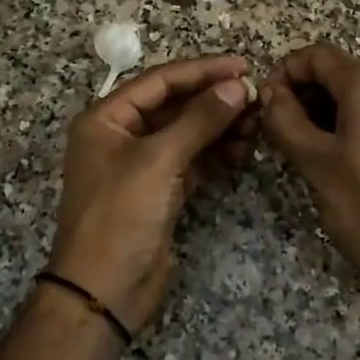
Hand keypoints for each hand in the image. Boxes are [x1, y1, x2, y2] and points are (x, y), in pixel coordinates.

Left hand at [52, 54, 257, 332]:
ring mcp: (142, 165)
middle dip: (215, 100)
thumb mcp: (159, 161)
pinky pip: (192, 160)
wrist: (103, 293)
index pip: (160, 81)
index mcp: (106, 119)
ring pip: (187, 133)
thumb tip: (238, 85)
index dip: (202, 70)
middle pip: (175, 105)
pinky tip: (243, 148)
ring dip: (220, 126)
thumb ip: (200, 119)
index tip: (243, 66)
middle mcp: (122, 135)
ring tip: (256, 123)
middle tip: (256, 97)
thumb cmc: (120, 215)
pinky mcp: (160, 191)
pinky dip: (216, 153)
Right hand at [261, 44, 359, 315]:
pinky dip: (343, 127)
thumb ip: (284, 119)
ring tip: (300, 153)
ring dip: (320, 114)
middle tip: (277, 134)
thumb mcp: (314, 162)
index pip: (316, 55)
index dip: (283, 73)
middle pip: (335, 73)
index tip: (263, 106)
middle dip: (301, 95)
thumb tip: (269, 92)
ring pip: (351, 97)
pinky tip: (331, 163)